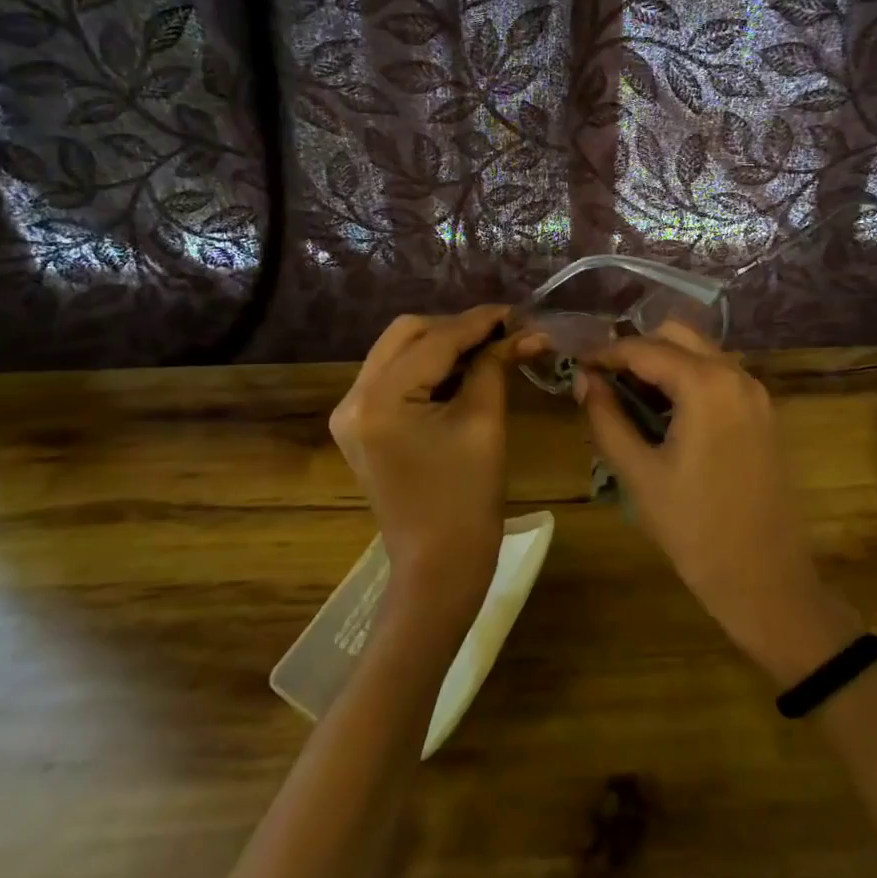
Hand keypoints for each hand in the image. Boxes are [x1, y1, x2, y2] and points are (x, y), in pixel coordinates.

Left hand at [330, 306, 542, 627]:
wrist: (438, 567)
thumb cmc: (467, 500)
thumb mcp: (484, 423)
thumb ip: (495, 366)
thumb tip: (525, 331)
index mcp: (379, 400)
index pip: (434, 340)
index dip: (478, 322)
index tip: (516, 311)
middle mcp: (353, 398)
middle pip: (407, 334)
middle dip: (456, 328)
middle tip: (502, 333)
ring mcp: (351, 413)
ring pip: (399, 351)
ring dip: (442, 344)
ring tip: (489, 348)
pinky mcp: (361, 426)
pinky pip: (394, 377)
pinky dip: (428, 367)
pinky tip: (463, 370)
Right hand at [576, 324, 861, 683]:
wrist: (766, 580)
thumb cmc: (695, 529)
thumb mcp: (639, 473)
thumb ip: (606, 418)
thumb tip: (584, 379)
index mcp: (706, 384)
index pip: (644, 348)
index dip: (605, 354)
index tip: (576, 368)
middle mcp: (737, 375)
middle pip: (678, 336)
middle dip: (637, 350)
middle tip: (604, 381)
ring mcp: (757, 393)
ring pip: (702, 353)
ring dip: (664, 364)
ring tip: (629, 399)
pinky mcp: (765, 414)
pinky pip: (721, 377)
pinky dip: (689, 380)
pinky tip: (666, 414)